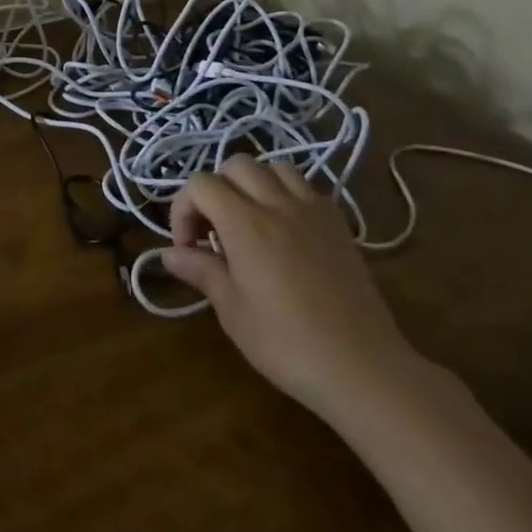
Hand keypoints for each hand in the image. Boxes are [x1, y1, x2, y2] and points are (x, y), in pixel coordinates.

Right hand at [161, 156, 415, 421]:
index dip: (183, 208)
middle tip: (213, 230)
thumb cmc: (287, 344)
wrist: (362, 366)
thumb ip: (201, 271)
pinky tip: (284, 230)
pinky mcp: (338, 223)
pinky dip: (285, 194)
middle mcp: (278, 203)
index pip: (201, 184)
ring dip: (253, 184)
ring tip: (249, 220)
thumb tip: (169, 254)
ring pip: (274, 167)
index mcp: (245, 222)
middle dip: (215, 189)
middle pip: (236, 164)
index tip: (187, 246)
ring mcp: (313, 209)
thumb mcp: (232, 311)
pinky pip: (305, 187)